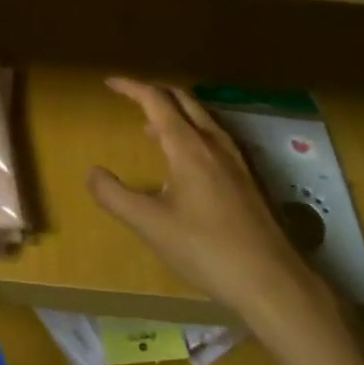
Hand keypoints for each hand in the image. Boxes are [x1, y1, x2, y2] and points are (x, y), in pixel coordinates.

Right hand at [88, 78, 343, 345]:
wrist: (272, 281)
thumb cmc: (206, 249)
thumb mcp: (150, 225)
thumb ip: (115, 196)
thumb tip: (91, 172)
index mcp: (188, 146)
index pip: (156, 101)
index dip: (131, 88)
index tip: (109, 83)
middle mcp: (214, 143)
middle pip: (183, 100)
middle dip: (155, 92)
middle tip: (130, 96)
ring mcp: (235, 159)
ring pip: (201, 117)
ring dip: (174, 111)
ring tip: (151, 126)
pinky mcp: (247, 177)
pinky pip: (213, 136)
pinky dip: (191, 130)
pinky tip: (186, 160)